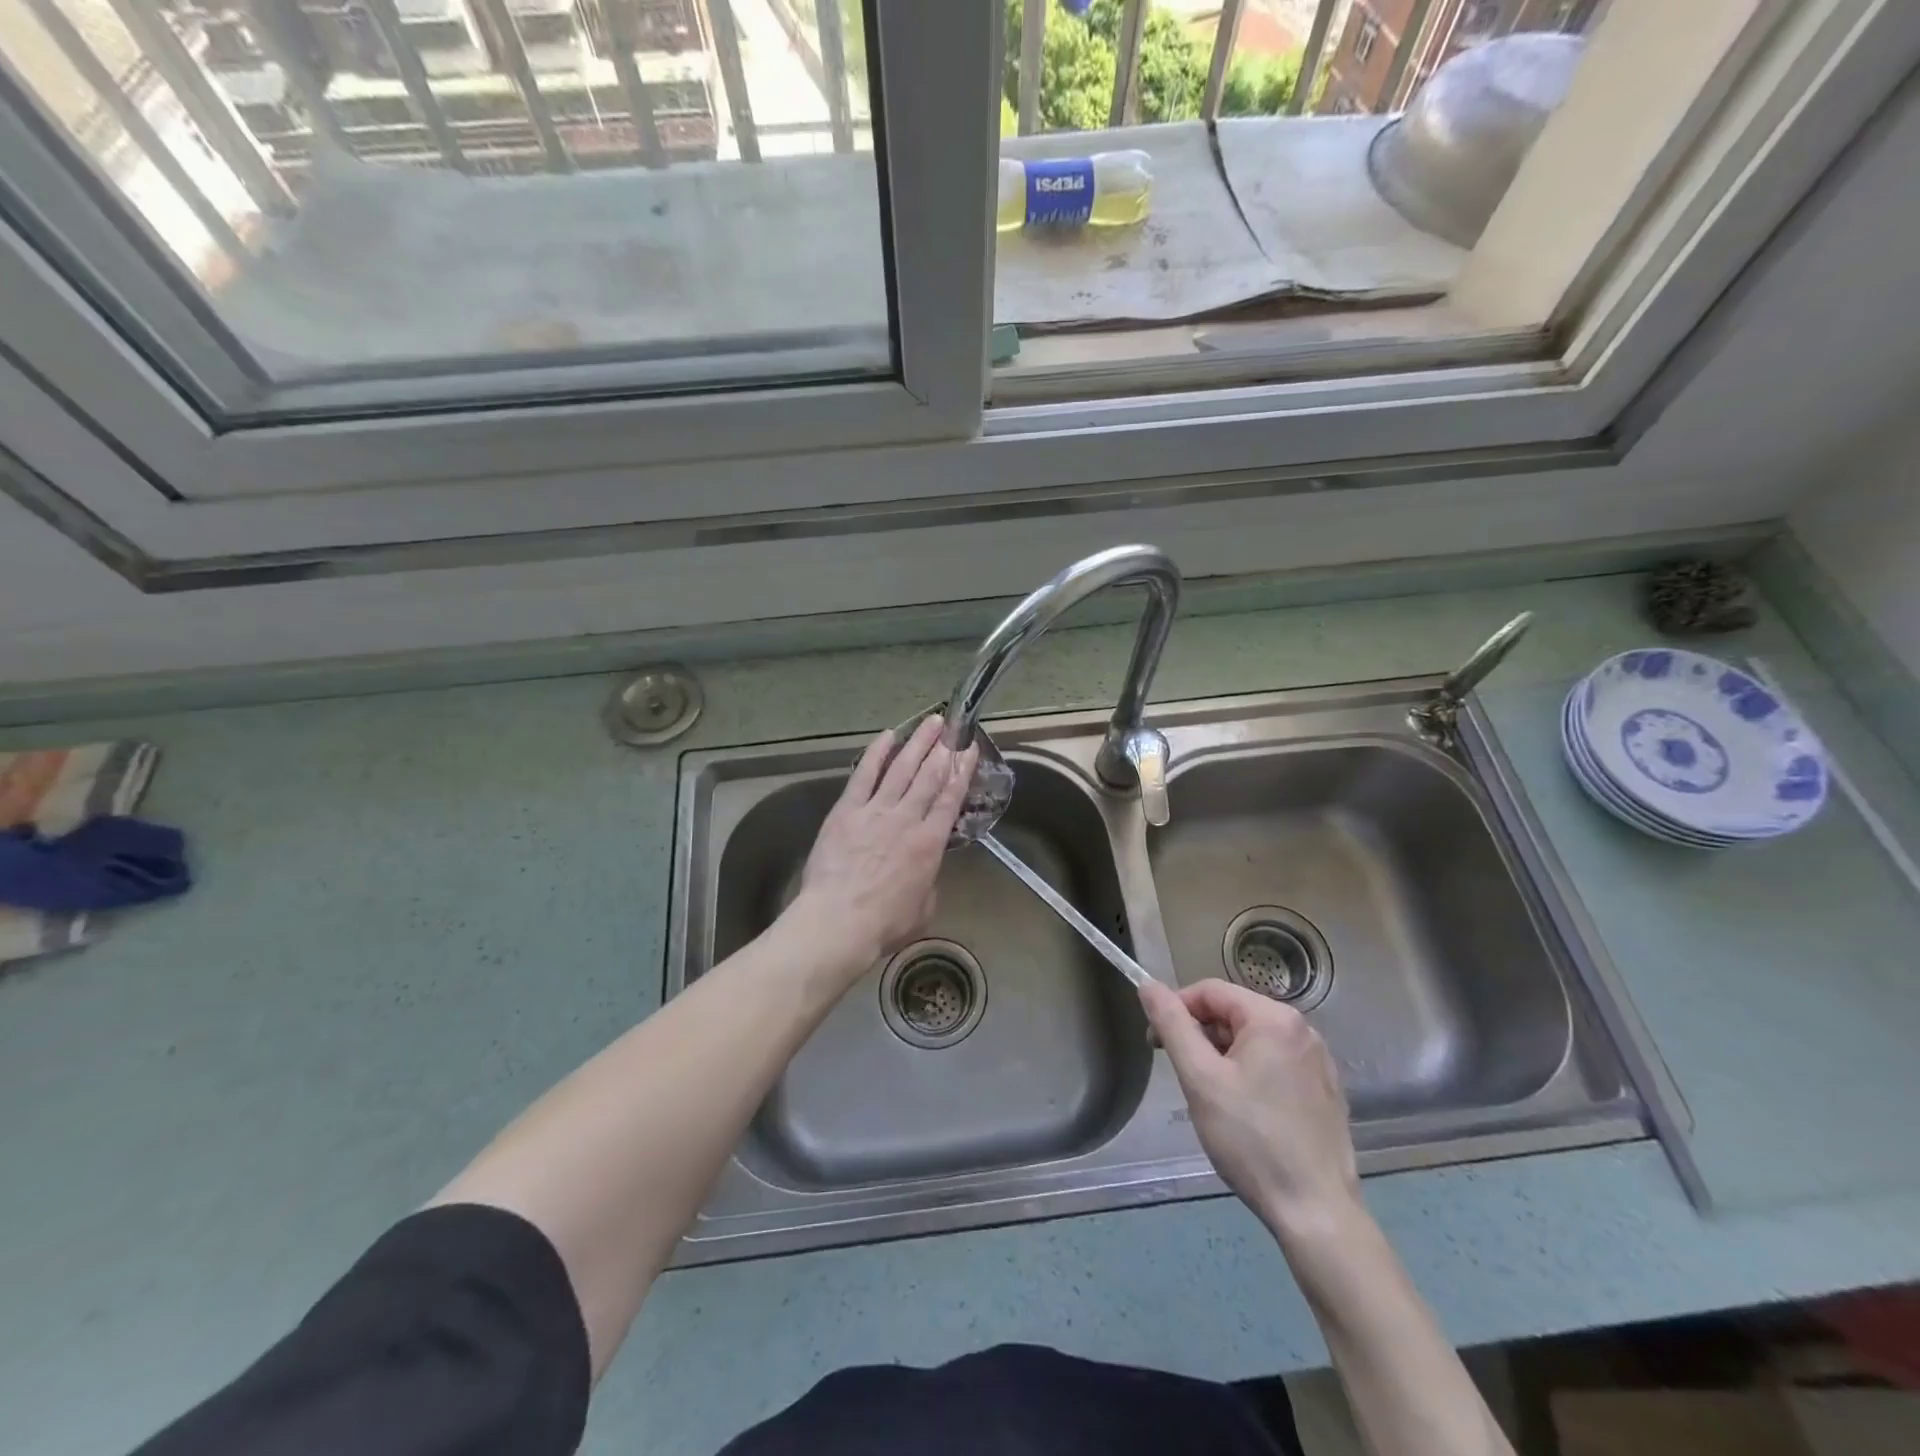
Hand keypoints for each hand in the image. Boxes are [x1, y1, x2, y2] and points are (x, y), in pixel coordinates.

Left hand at [789, 716, 977, 977]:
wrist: (838, 921)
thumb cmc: (884, 924)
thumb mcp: (924, 908)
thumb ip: (929, 882)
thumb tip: (926, 870)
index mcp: (930, 843)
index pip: (951, 798)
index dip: (963, 771)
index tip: (969, 750)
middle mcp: (907, 818)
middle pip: (929, 776)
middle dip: (943, 748)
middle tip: (952, 726)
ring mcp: (876, 810)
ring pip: (901, 768)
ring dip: (917, 743)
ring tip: (930, 722)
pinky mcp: (847, 810)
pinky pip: (864, 775)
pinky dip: (877, 753)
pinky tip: (887, 736)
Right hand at [1139, 978, 1361, 1238]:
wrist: (1316, 1213)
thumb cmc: (1251, 1140)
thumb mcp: (1200, 1078)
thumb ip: (1172, 1025)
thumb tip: (1148, 985)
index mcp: (1274, 1018)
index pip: (1210, 991)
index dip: (1176, 1009)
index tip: (1156, 1044)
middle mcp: (1303, 1030)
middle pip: (1234, 1013)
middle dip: (1200, 1035)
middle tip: (1182, 1074)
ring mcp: (1319, 1061)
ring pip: (1253, 1040)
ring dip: (1223, 1056)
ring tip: (1211, 1097)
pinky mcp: (1326, 1091)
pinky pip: (1276, 1063)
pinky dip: (1251, 1074)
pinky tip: (1244, 1112)